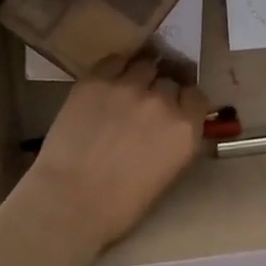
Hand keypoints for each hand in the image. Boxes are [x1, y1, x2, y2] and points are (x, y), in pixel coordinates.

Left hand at [17, 54, 209, 258]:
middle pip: (170, 79)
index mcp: (185, 129)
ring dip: (140, 75)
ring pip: (144, 64)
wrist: (69, 201)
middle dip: (161, 89)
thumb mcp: (166, 174)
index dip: (185, 100)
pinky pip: (114, 60)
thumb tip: (171, 124)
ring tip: (128, 88)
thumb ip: (175, 140)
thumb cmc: (120, 205)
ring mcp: (128, 86)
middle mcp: (162, 101)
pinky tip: (108, 82)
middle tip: (147, 103)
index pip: (196, 96)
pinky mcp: (96, 80)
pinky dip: (116, 68)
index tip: (176, 106)